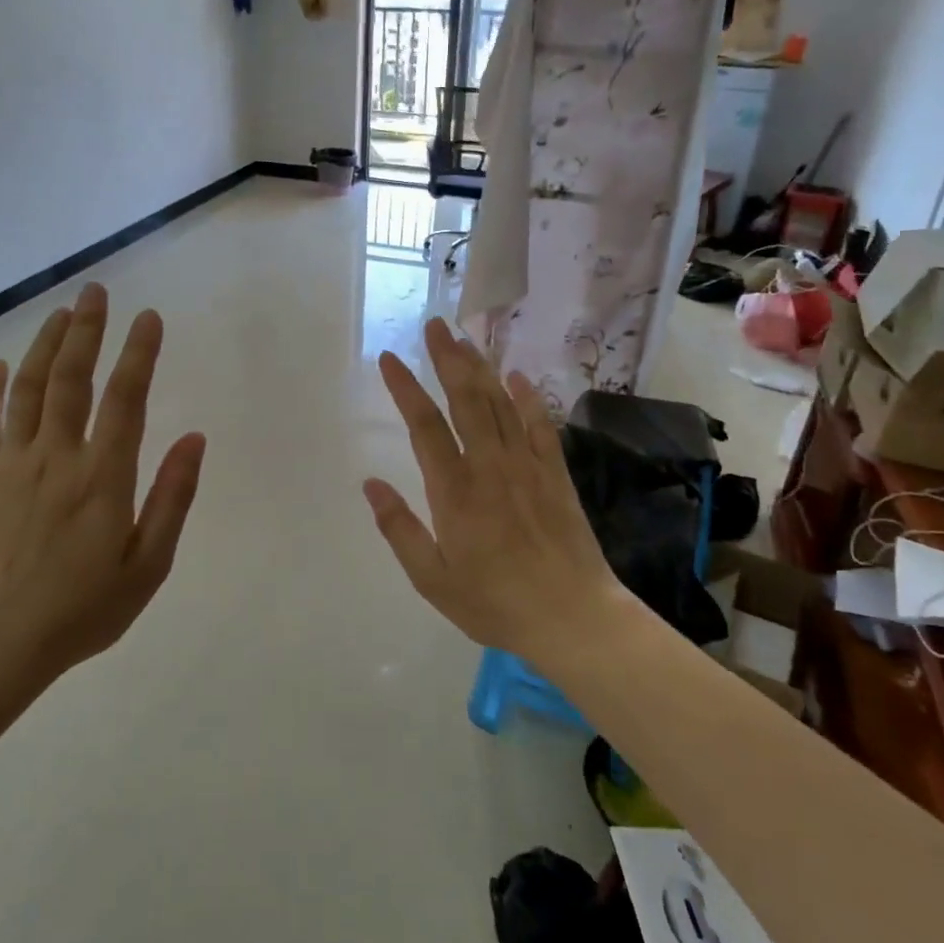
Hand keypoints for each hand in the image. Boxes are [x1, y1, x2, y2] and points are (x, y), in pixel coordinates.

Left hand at [0, 282, 205, 681]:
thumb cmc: (83, 609)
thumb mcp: (148, 565)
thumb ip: (173, 497)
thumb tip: (194, 438)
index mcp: (103, 477)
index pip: (126, 399)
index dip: (139, 354)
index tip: (149, 318)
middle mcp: (57, 457)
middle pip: (71, 378)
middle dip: (86, 330)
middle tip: (95, 290)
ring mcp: (12, 464)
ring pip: (29, 389)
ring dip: (44, 345)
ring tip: (59, 312)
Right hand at [363, 318, 632, 665]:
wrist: (573, 617)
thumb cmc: (494, 602)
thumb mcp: (433, 579)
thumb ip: (399, 529)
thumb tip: (371, 484)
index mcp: (454, 491)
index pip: (424, 426)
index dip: (405, 388)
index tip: (388, 358)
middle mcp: (490, 466)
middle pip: (465, 399)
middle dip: (447, 358)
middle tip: (434, 325)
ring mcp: (528, 466)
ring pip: (501, 404)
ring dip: (481, 368)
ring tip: (465, 339)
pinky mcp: (556, 474)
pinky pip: (541, 425)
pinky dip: (529, 397)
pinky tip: (518, 376)